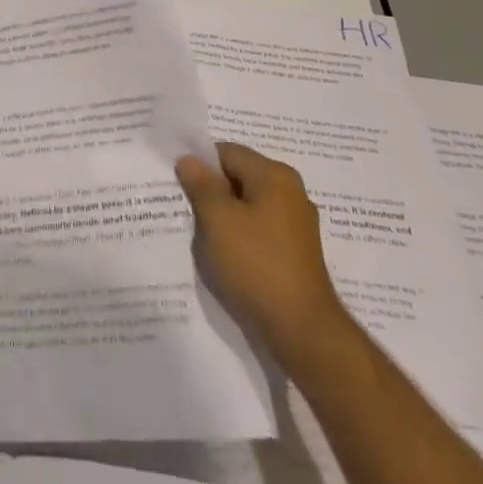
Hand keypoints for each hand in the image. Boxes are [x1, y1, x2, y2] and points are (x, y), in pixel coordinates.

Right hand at [175, 142, 350, 369]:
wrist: (303, 331)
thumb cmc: (257, 265)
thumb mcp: (217, 220)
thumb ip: (200, 184)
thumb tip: (189, 160)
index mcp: (275, 175)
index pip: (226, 152)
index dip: (199, 165)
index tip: (180, 186)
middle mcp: (290, 191)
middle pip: (239, 178)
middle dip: (212, 193)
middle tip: (188, 211)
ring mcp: (297, 224)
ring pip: (248, 206)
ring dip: (225, 218)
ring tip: (204, 237)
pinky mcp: (296, 252)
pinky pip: (260, 230)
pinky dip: (241, 237)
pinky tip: (227, 257)